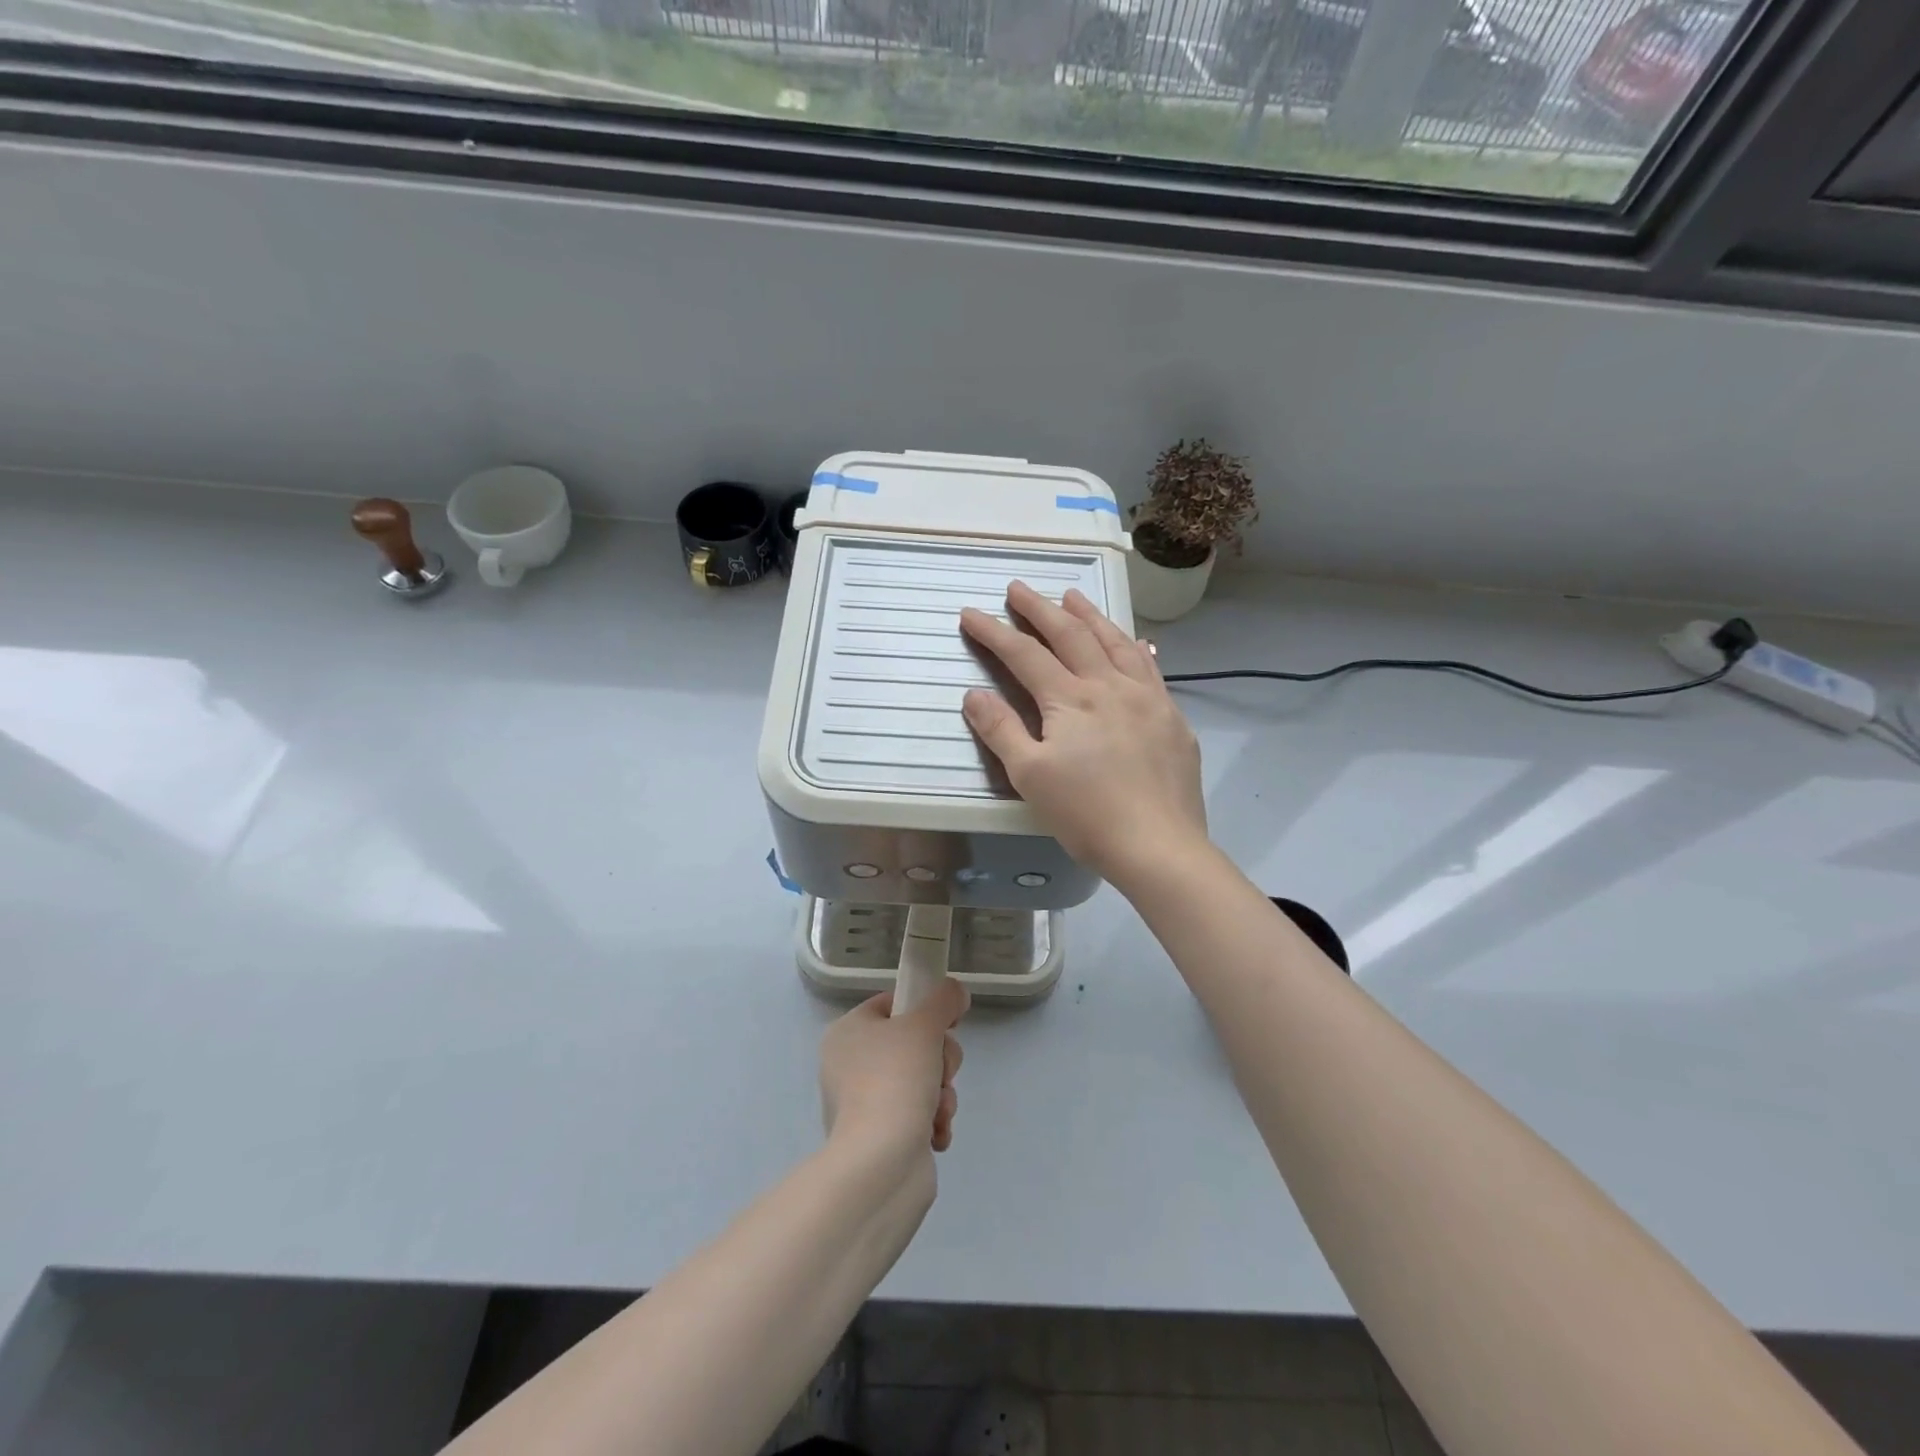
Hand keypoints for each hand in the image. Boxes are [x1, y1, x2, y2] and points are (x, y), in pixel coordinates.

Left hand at [819, 977, 969, 1163]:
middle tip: (941, 1071)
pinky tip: (935, 1132)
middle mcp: (850, 1065)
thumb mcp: (924, 1025)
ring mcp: (864, 1103)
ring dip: (941, 1092)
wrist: (880, 1164)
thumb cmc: (895, 1080)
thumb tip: (955, 993)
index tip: (948, 1023)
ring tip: (938, 1109)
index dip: (924, 1009)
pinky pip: (918, 1115)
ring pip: (922, 1080)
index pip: (892, 1004)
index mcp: (847, 1032)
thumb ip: (944, 1000)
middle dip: (939, 1059)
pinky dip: (933, 1121)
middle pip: (912, 1043)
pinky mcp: (880, 1137)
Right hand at [959, 582, 1208, 887]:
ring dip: (1090, 616)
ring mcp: (1147, 698)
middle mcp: (1110, 685)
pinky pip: (1150, 668)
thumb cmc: (1087, 814)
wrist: (1159, 845)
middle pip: (1071, 635)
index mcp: (1071, 699)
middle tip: (1018, 588)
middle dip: (1040, 609)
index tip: (970, 613)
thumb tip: (974, 694)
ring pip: (1116, 642)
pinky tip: (1136, 643)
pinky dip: (1134, 648)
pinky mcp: (1171, 718)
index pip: (1024, 654)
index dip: (994, 632)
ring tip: (1072, 597)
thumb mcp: (1030, 776)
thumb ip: (1001, 730)